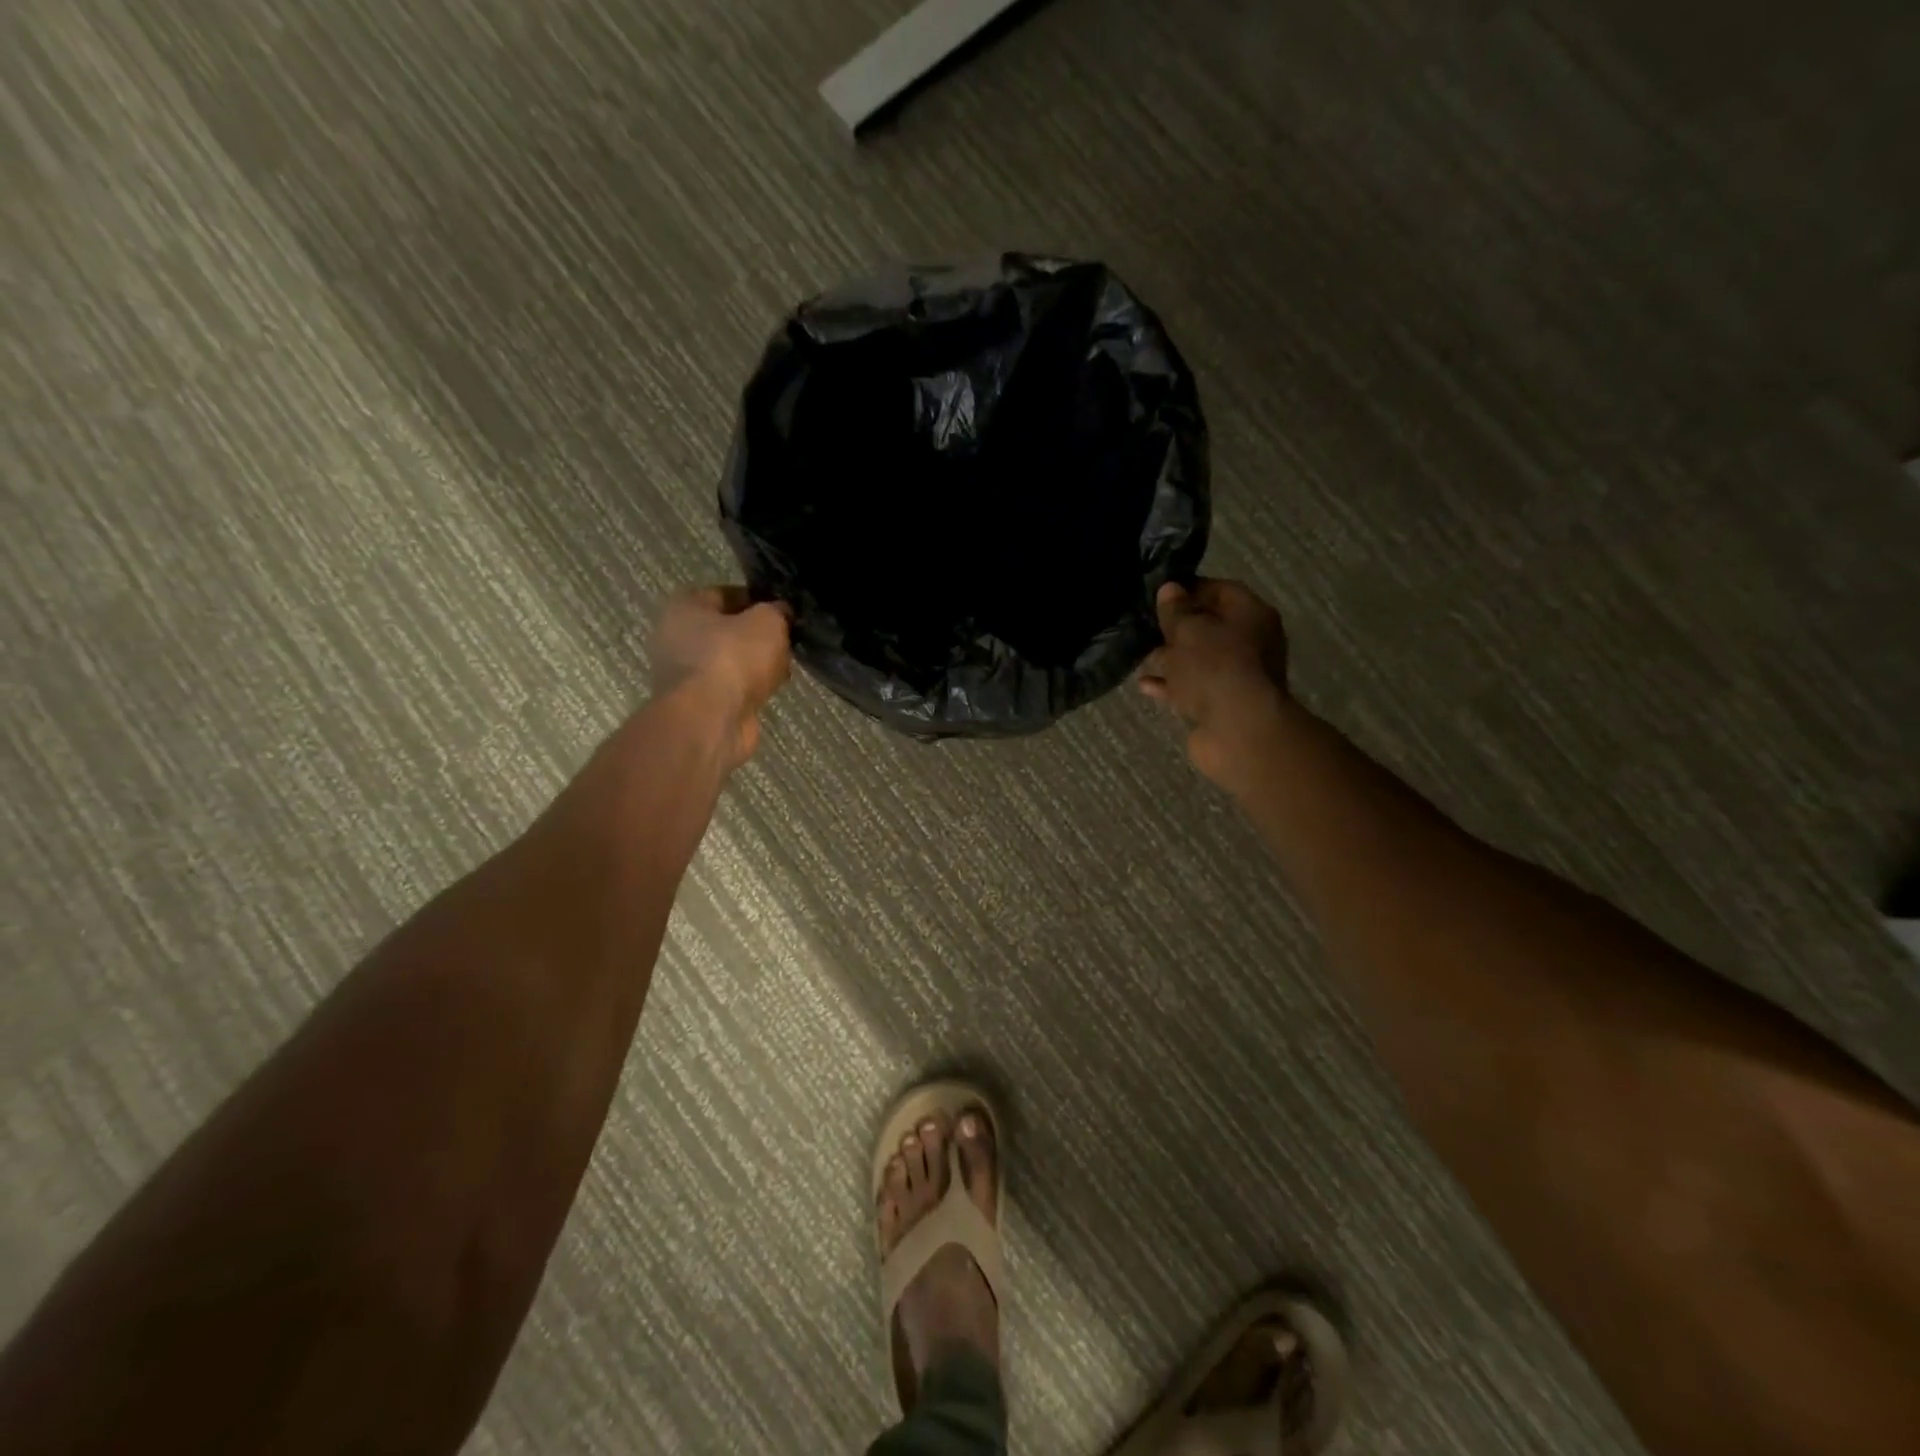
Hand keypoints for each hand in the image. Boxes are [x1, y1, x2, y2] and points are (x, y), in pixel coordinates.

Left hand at [651, 586, 791, 768]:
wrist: (710, 721)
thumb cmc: (732, 658)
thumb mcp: (767, 622)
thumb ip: (777, 611)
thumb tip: (781, 613)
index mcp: (684, 607)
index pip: (726, 594)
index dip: (758, 600)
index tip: (784, 611)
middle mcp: (676, 638)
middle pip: (727, 630)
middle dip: (758, 636)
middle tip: (786, 641)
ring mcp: (685, 675)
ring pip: (730, 661)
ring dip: (756, 665)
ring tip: (784, 668)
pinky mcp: (699, 704)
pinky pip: (731, 687)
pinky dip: (750, 689)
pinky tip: (771, 691)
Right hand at [1140, 578, 1290, 787]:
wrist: (1238, 730)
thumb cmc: (1216, 667)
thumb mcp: (1188, 630)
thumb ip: (1176, 610)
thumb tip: (1170, 588)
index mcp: (1251, 615)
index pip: (1221, 590)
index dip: (1191, 588)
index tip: (1160, 591)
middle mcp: (1250, 643)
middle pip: (1210, 627)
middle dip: (1178, 626)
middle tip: (1145, 623)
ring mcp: (1236, 677)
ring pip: (1199, 660)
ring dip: (1171, 658)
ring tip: (1140, 653)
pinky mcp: (1221, 706)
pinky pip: (1191, 688)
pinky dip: (1170, 685)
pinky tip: (1144, 684)